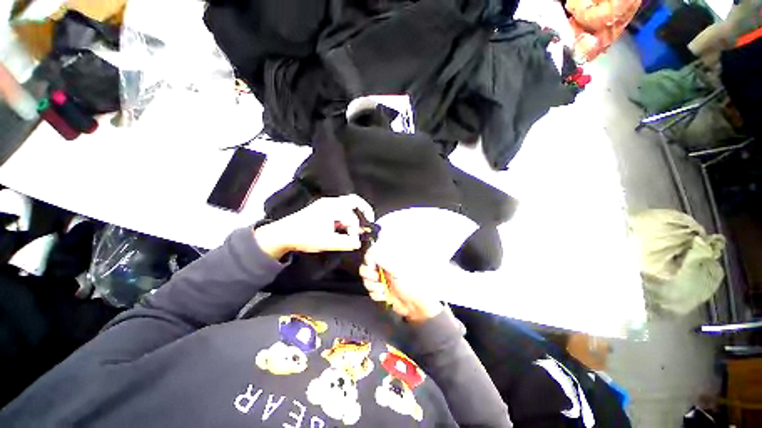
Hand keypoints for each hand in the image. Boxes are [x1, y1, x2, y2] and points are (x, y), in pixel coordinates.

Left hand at [254, 194, 373, 258]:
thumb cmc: (305, 237)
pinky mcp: (321, 208)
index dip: (356, 229)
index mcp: (332, 207)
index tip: (355, 240)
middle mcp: (330, 202)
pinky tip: (344, 226)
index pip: (352, 216)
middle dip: (364, 210)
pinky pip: (339, 208)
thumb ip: (345, 242)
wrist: (282, 234)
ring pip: (346, 204)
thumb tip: (358, 243)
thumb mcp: (326, 242)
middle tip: (370, 220)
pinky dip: (346, 215)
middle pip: (353, 201)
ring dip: (354, 214)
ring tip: (356, 227)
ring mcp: (325, 204)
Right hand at [359, 252, 443, 323]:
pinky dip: (377, 295)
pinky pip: (371, 292)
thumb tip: (373, 253)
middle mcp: (385, 268)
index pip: (372, 253)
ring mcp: (383, 280)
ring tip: (383, 289)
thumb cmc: (412, 285)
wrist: (417, 305)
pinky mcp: (382, 291)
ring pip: (367, 280)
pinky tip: (385, 296)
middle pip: (366, 267)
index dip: (369, 260)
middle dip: (369, 275)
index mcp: (389, 259)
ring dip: (374, 286)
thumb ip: (384, 260)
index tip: (371, 266)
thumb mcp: (397, 270)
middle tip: (377, 278)